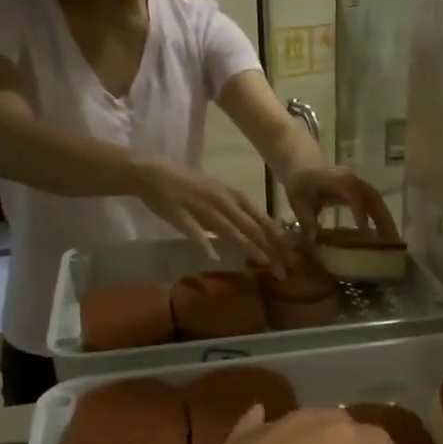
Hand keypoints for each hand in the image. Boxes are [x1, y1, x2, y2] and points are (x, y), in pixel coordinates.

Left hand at [123, 407, 394, 443]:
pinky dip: (265, 422)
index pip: (377, 436)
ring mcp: (277, 422)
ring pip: (305, 419)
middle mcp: (315, 420)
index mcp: (347, 438)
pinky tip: (262, 418)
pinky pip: (260, 422)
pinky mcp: (243, 432)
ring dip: (313, 432)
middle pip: (342, 421)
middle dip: (350, 436)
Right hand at [135, 156, 288, 269]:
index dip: (277, 238)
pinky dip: (205, 244)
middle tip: (283, 271)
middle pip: (251, 227)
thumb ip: (235, 211)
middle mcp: (222, 201)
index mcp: (232, 195)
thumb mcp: (218, 194)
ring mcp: (202, 208)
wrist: (152, 173)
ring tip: (263, 263)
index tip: (290, 256)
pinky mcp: (181, 215)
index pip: (261, 218)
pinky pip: (195, 232)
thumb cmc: (188, 184)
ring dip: (249, 247)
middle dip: (270, 250)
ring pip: (230, 230)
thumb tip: (254, 230)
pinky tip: (215, 258)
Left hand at [283, 165, 400, 241]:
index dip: (360, 211)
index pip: (353, 194)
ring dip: (386, 221)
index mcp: (336, 180)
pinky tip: (383, 236)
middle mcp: (352, 180)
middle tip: (391, 242)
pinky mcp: (360, 191)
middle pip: (373, 198)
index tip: (365, 231)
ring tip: (392, 242)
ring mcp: (358, 184)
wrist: (302, 162)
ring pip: (377, 202)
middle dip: (383, 220)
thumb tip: (314, 240)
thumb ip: (305, 219)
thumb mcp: (297, 200)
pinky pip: (374, 204)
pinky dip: (380, 219)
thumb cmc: (299, 181)